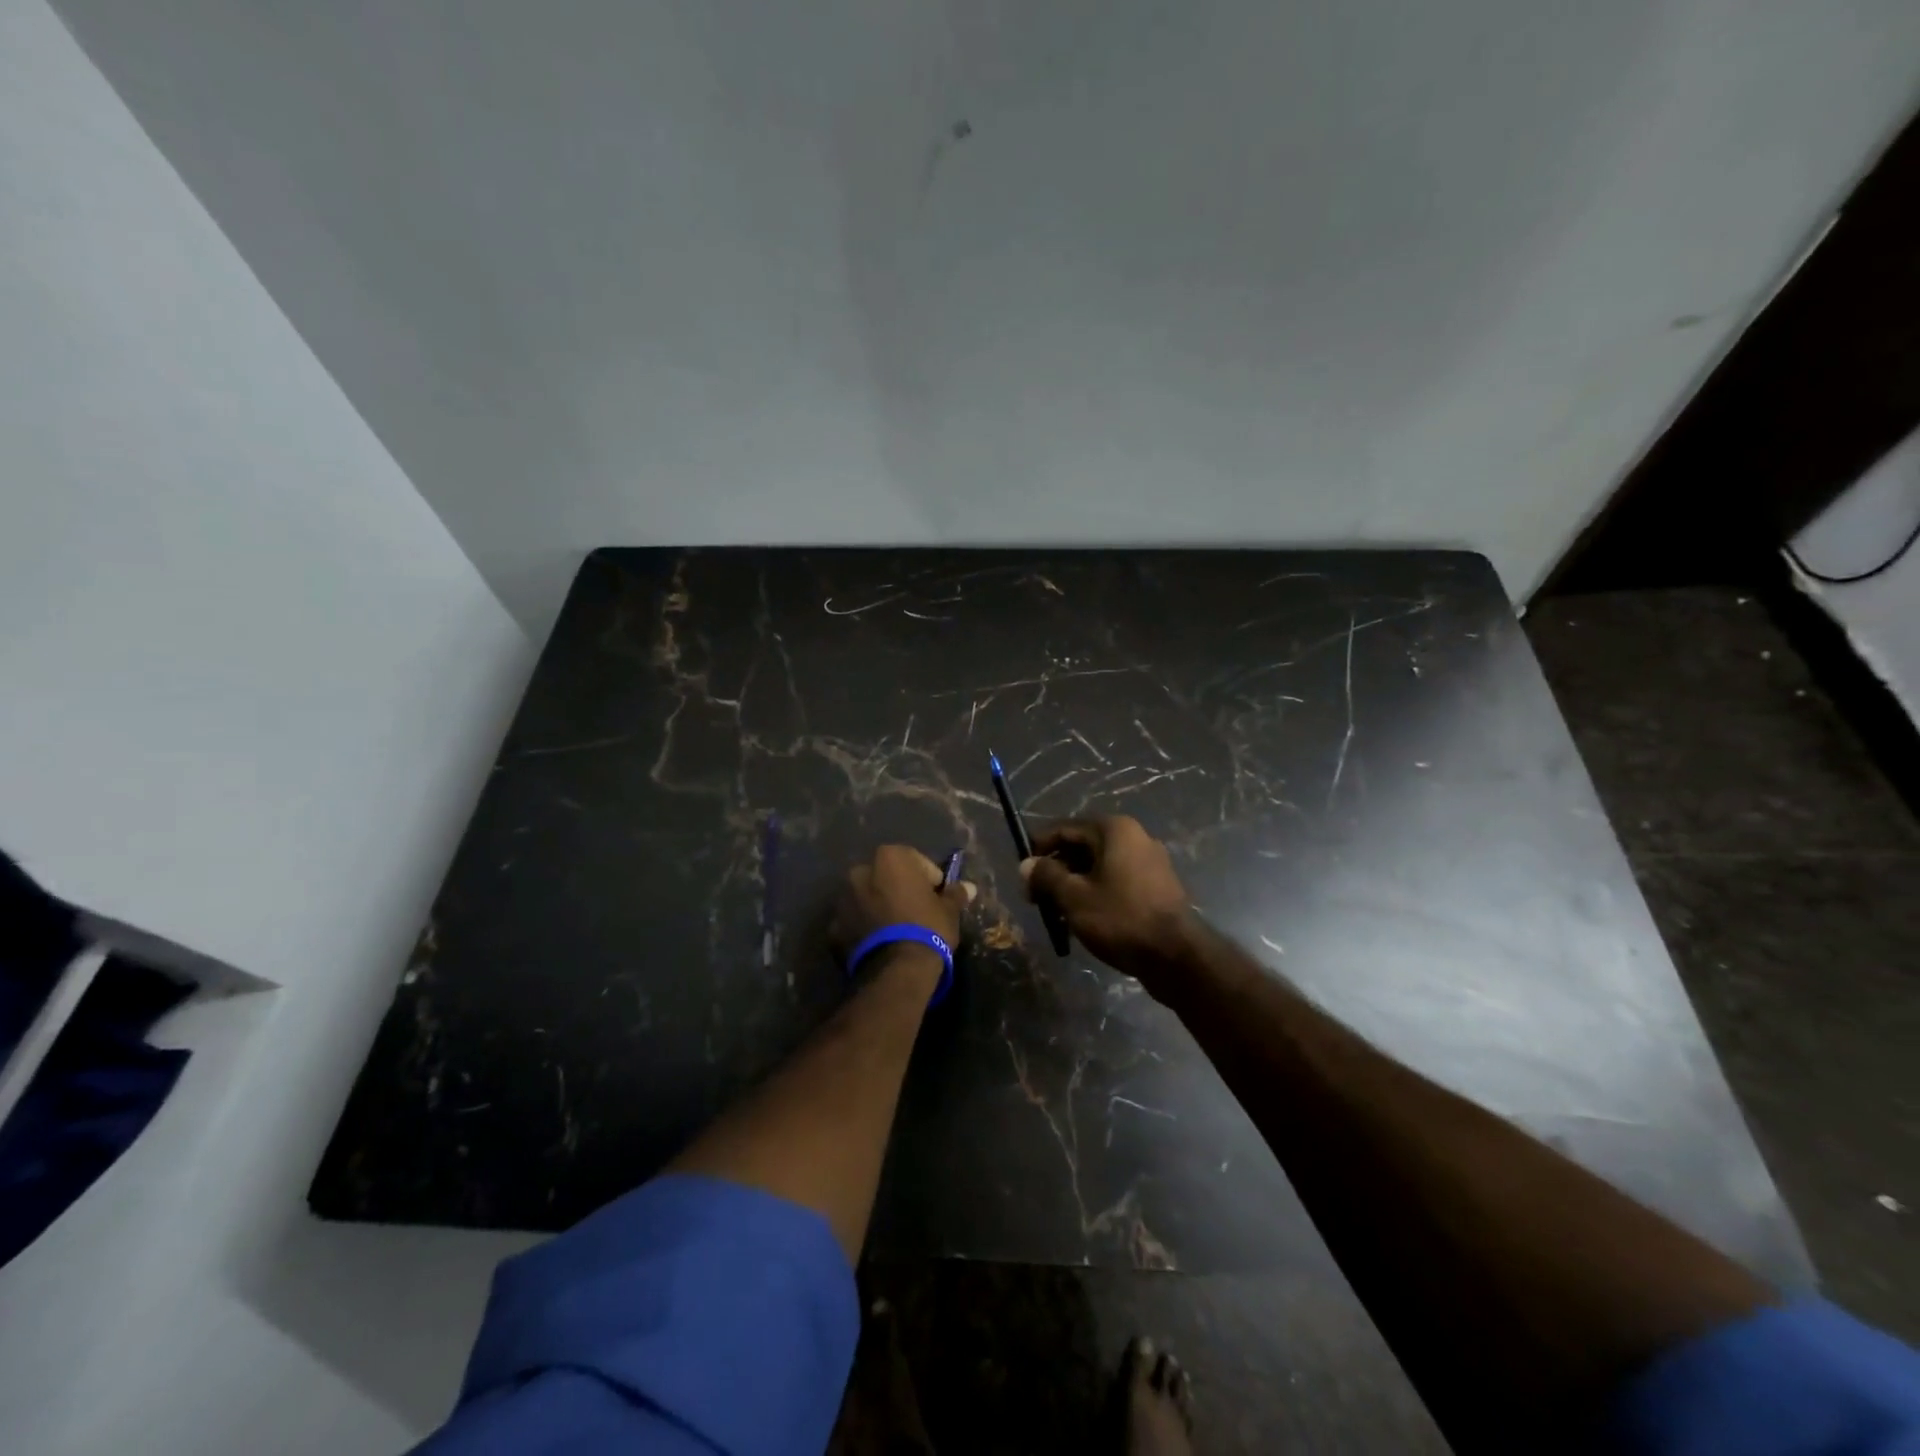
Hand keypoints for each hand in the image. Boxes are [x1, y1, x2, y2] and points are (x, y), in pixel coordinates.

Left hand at [831, 845, 973, 975]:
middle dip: (899, 889)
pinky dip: (864, 927)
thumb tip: (969, 887)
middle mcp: (860, 871)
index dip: (929, 879)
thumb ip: (955, 894)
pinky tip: (880, 944)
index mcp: (889, 858)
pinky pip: (854, 921)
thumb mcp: (949, 911)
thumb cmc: (927, 928)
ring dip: (879, 907)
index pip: (915, 860)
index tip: (937, 897)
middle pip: (886, 876)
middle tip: (916, 912)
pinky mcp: (833, 928)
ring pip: (867, 897)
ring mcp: (842, 899)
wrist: (896, 970)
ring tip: (896, 930)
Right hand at [1020, 816, 1197, 994]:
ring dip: (1074, 884)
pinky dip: (1096, 893)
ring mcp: (1149, 862)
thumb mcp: (1074, 897)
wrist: (1176, 956)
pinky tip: (1083, 919)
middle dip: (1056, 870)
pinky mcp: (1157, 886)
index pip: (1065, 828)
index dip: (1039, 848)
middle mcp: (1134, 837)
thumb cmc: (1120, 918)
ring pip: (1099, 866)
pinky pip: (1116, 881)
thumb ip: (1046, 876)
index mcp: (1114, 830)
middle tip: (1036, 898)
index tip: (1022, 872)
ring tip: (1056, 913)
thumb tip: (1026, 864)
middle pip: (1082, 846)